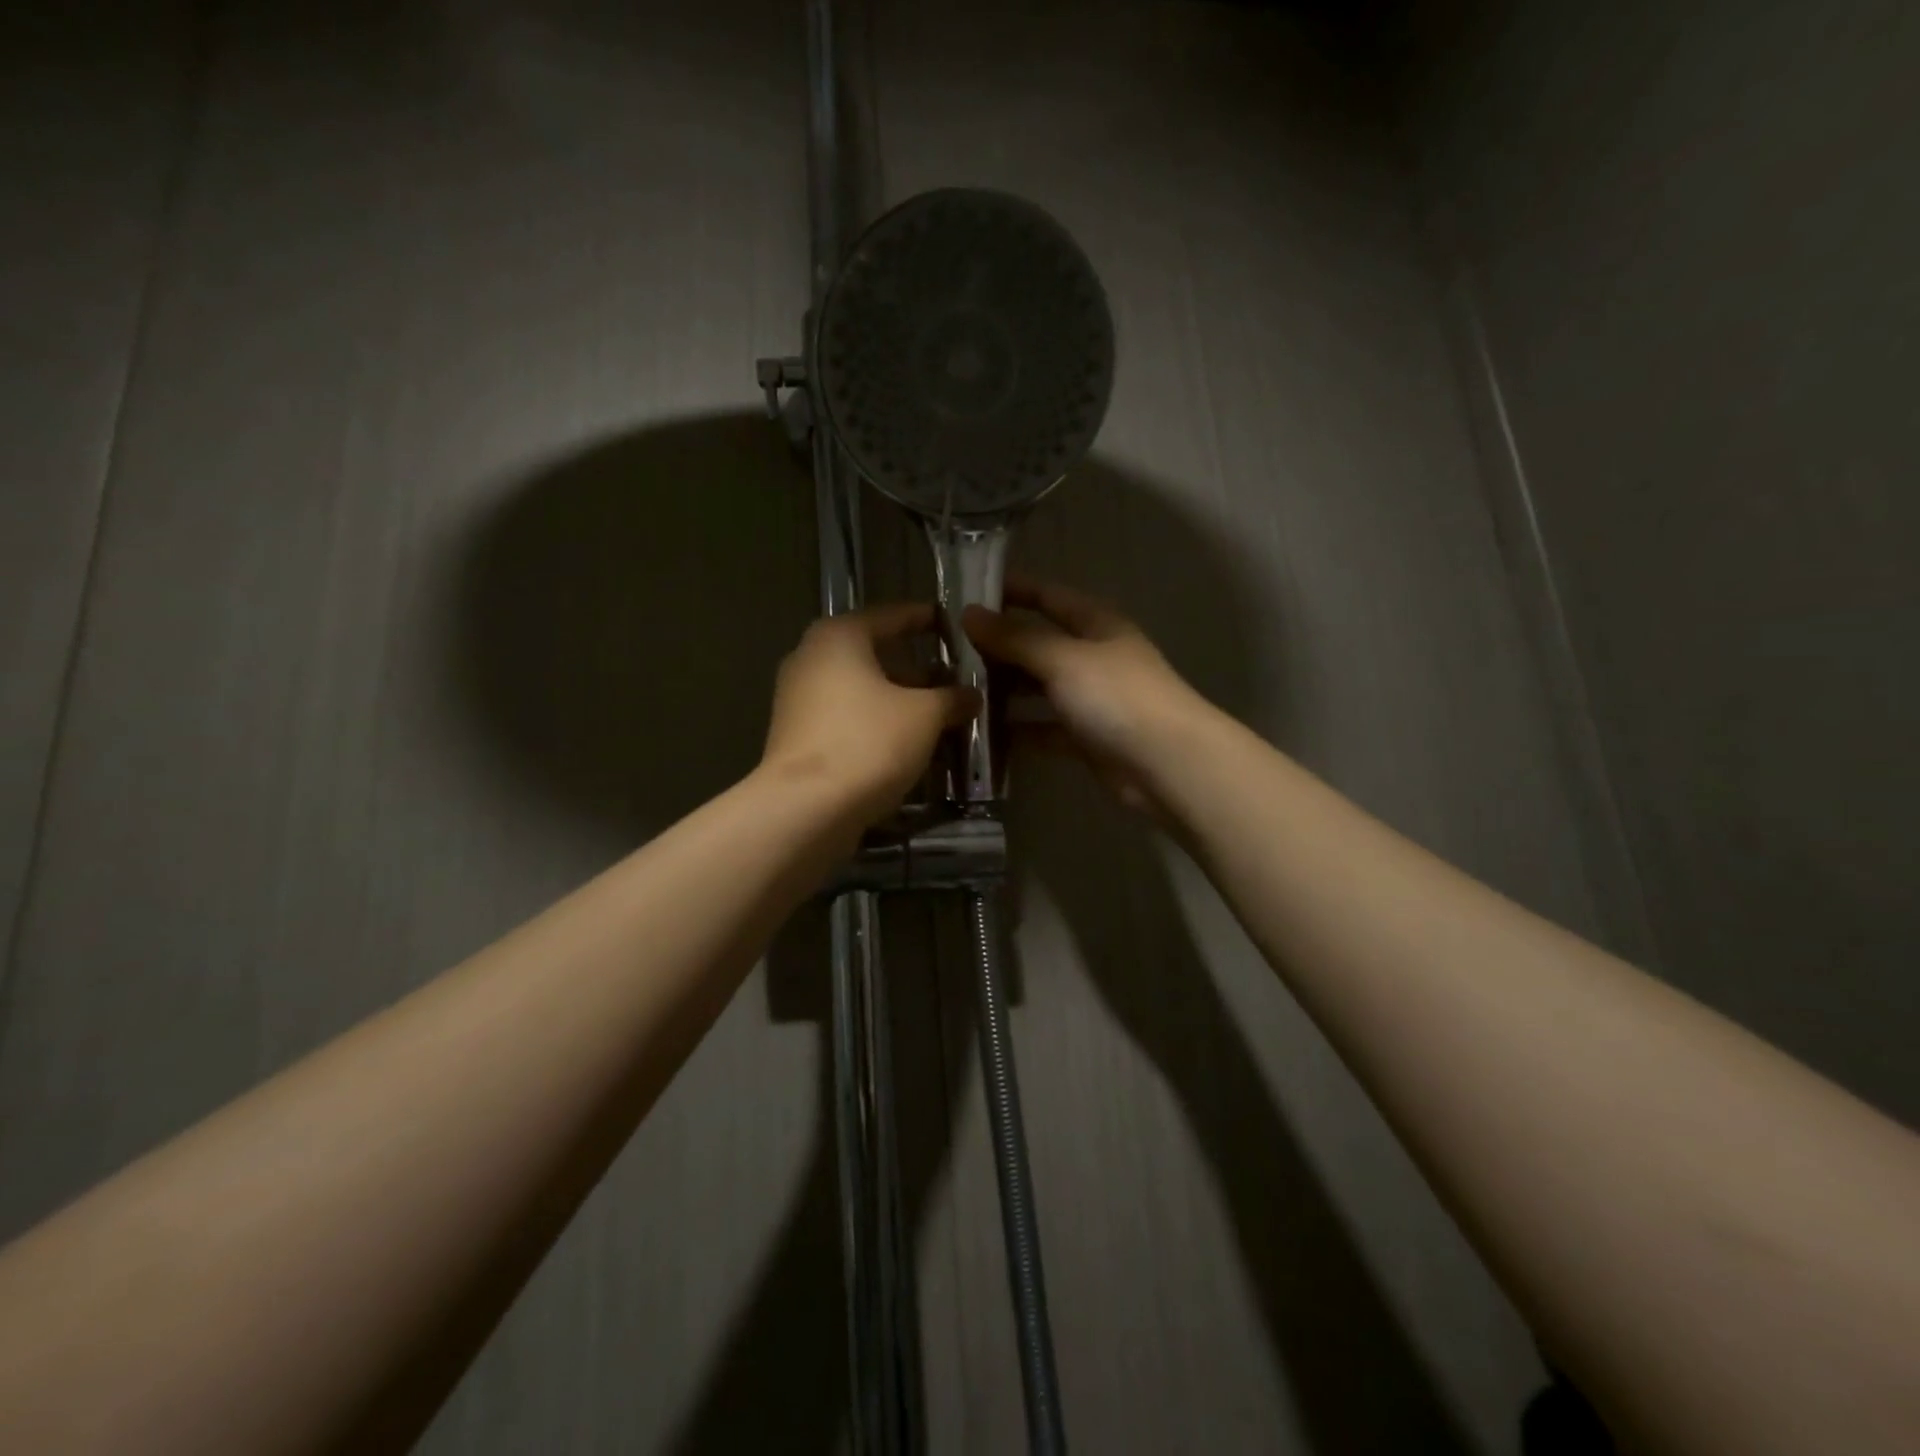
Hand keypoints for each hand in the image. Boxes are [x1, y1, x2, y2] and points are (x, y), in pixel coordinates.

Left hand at [761, 603, 977, 825]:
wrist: (806, 808)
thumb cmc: (869, 742)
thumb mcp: (924, 716)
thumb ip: (951, 698)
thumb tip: (972, 695)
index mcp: (839, 636)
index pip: (892, 615)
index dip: (925, 619)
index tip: (951, 624)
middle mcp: (811, 657)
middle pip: (873, 654)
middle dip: (913, 668)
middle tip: (950, 679)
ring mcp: (797, 698)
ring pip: (859, 689)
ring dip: (896, 700)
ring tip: (935, 715)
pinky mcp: (795, 735)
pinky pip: (845, 717)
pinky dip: (874, 723)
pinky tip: (904, 743)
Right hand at [963, 577, 1208, 816]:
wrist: (1167, 764)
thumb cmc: (1117, 695)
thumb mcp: (1062, 658)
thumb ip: (1014, 638)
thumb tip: (968, 613)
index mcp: (1096, 625)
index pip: (1049, 596)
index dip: (1013, 590)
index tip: (969, 592)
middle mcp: (1094, 658)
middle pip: (1040, 645)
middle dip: (999, 646)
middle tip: (948, 651)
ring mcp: (1092, 700)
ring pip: (1039, 689)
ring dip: (1005, 690)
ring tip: (958, 691)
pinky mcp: (1087, 739)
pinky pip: (1044, 729)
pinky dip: (1019, 731)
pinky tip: (982, 733)